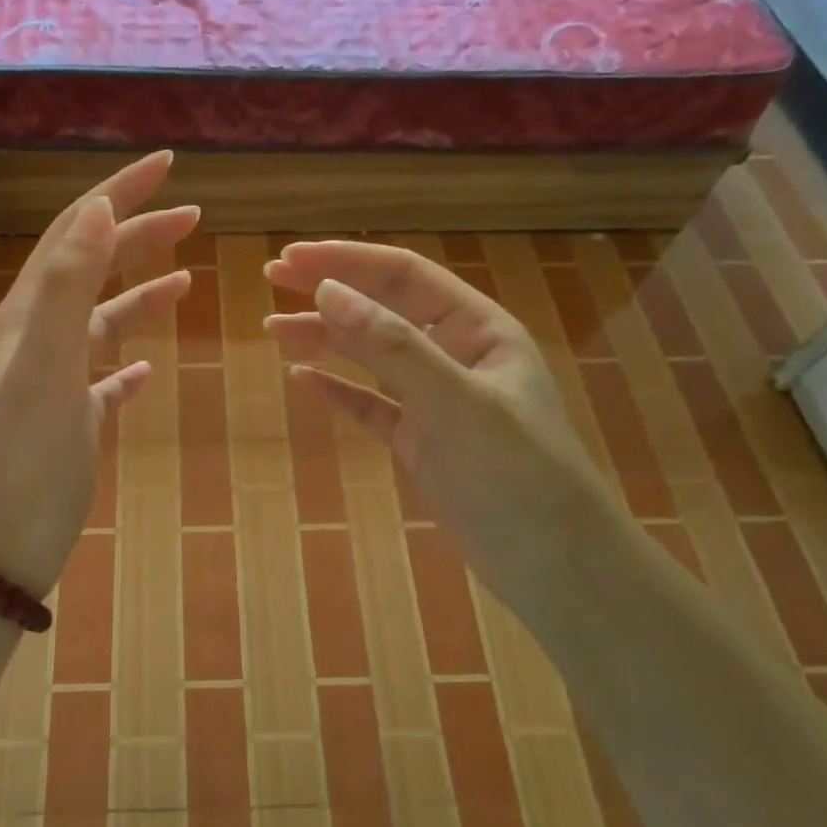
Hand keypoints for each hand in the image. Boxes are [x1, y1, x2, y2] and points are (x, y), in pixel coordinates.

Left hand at [0, 152, 197, 594]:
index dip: (121, 192)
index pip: (78, 230)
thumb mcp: (44, 362)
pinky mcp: (70, 422)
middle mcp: (39, 337)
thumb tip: (97, 208)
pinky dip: (127, 363)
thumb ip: (67, 284)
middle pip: (92, 267)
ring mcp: (54, 381)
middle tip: (193, 215)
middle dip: (139, 234)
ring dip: (139, 292)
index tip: (168, 164)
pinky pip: (102, 378)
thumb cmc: (24, 455)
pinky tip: (147, 369)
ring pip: (101, 320)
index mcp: (31, 313)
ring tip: (184, 279)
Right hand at [264, 241, 618, 598]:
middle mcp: (455, 356)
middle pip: (382, 309)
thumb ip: (393, 347)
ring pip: (370, 356)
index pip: (404, 277)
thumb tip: (326, 291)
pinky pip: (369, 405)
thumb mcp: (457, 404)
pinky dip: (337, 391)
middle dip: (328, 291)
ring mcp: (435, 400)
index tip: (292, 258)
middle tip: (271, 279)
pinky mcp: (420, 441)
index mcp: (478, 330)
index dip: (347, 261)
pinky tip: (303, 381)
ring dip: (324, 339)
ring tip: (274, 329)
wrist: (554, 568)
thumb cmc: (519, 476)